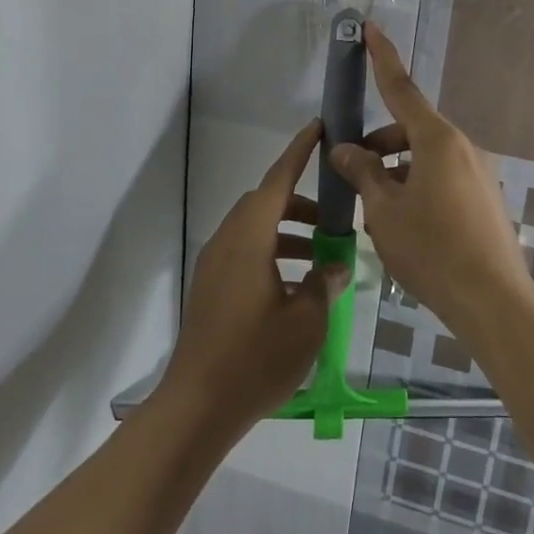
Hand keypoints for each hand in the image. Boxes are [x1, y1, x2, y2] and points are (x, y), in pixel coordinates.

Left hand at [159, 120, 348, 434]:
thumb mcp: (306, 321)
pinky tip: (296, 286)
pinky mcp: (210, 288)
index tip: (318, 128)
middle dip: (300, 204)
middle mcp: (227, 242)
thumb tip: (335, 263)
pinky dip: (272, 254)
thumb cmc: (256, 358)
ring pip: (255, 230)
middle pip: (265, 204)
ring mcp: (214, 265)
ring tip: (322, 257)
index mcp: (249, 238)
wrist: (198, 405)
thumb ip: (324, 283)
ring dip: (288, 233)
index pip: (278, 181)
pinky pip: (245, 253)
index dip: (299, 153)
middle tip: (333, 220)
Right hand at [328, 23, 533, 341]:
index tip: (369, 27)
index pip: (401, 87)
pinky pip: (443, 177)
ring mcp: (479, 172)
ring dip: (396, 169)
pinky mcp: (486, 197)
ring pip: (426, 156)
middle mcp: (462, 147)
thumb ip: (361, 172)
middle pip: (410, 129)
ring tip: (376, 209)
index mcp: (437, 139)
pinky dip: (417, 184)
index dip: (381, 57)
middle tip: (351, 173)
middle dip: (378, 143)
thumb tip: (344, 149)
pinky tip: (405, 223)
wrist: (492, 301)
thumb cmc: (431, 249)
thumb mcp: (383, 210)